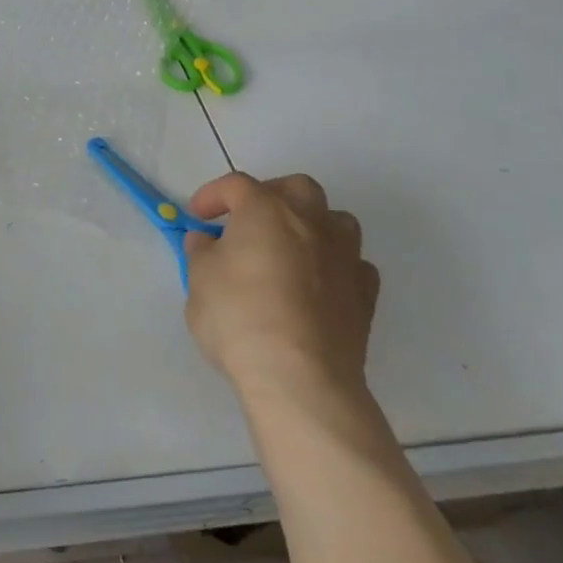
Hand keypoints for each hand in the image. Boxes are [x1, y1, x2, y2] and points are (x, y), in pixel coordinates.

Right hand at [182, 172, 379, 405]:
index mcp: (264, 209)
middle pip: (297, 188)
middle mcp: (309, 221)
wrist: (300, 378)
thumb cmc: (239, 317)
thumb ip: (201, 253)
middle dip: (272, 195)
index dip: (212, 195)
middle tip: (250, 220)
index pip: (235, 185)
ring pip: (336, 220)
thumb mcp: (199, 280)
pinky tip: (318, 285)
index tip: (197, 217)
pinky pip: (354, 264)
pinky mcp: (365, 295)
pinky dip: (335, 266)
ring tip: (290, 248)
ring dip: (312, 225)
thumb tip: (206, 241)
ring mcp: (343, 256)